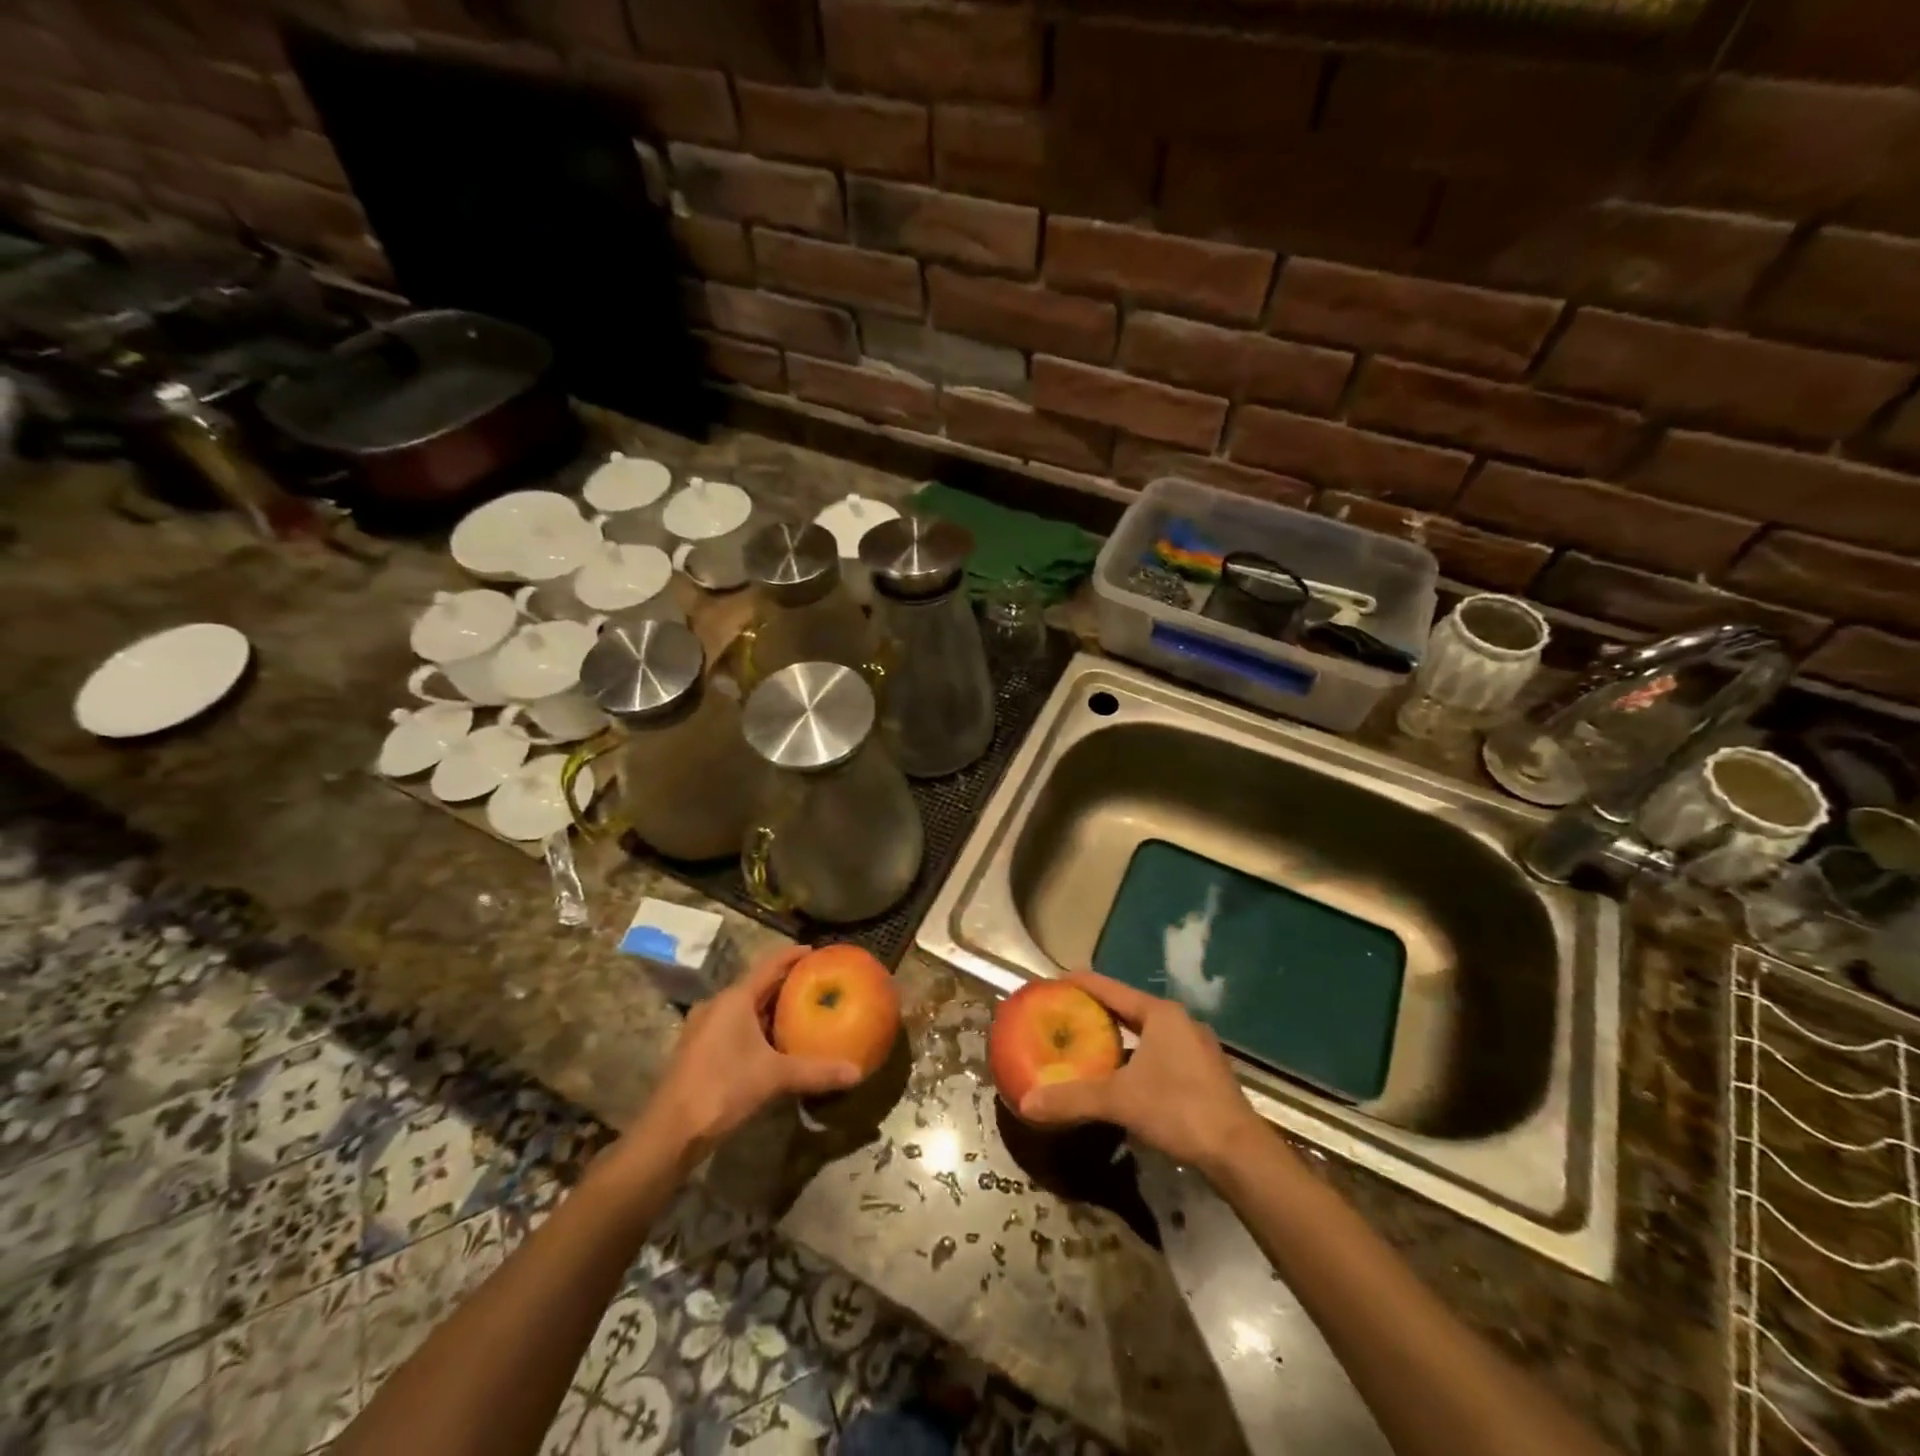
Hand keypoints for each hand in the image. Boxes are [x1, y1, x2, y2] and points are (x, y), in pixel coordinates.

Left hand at [642, 947, 860, 1161]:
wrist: (670, 1133)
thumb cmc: (723, 1089)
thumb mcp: (775, 1078)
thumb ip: (817, 1072)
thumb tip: (857, 1073)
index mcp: (734, 999)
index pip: (769, 965)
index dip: (792, 955)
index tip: (816, 951)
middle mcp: (717, 1006)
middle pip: (756, 986)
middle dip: (784, 985)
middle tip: (815, 986)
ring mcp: (703, 1028)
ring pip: (743, 1009)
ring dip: (769, 1009)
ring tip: (799, 1014)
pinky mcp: (697, 1050)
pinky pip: (733, 1027)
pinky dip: (755, 1028)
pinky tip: (772, 1046)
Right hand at [1018, 971, 1267, 1178]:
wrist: (1239, 1154)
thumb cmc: (1178, 1109)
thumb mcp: (1119, 1101)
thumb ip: (1072, 1099)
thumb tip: (1025, 1103)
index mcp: (1160, 1014)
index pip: (1111, 988)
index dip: (1081, 983)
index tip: (1054, 981)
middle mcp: (1180, 1023)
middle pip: (1129, 1009)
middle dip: (1098, 1012)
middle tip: (1065, 1016)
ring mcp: (1196, 1049)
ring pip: (1147, 1034)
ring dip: (1119, 1039)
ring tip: (1087, 1046)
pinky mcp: (1204, 1075)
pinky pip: (1160, 1055)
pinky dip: (1137, 1059)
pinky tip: (1121, 1079)